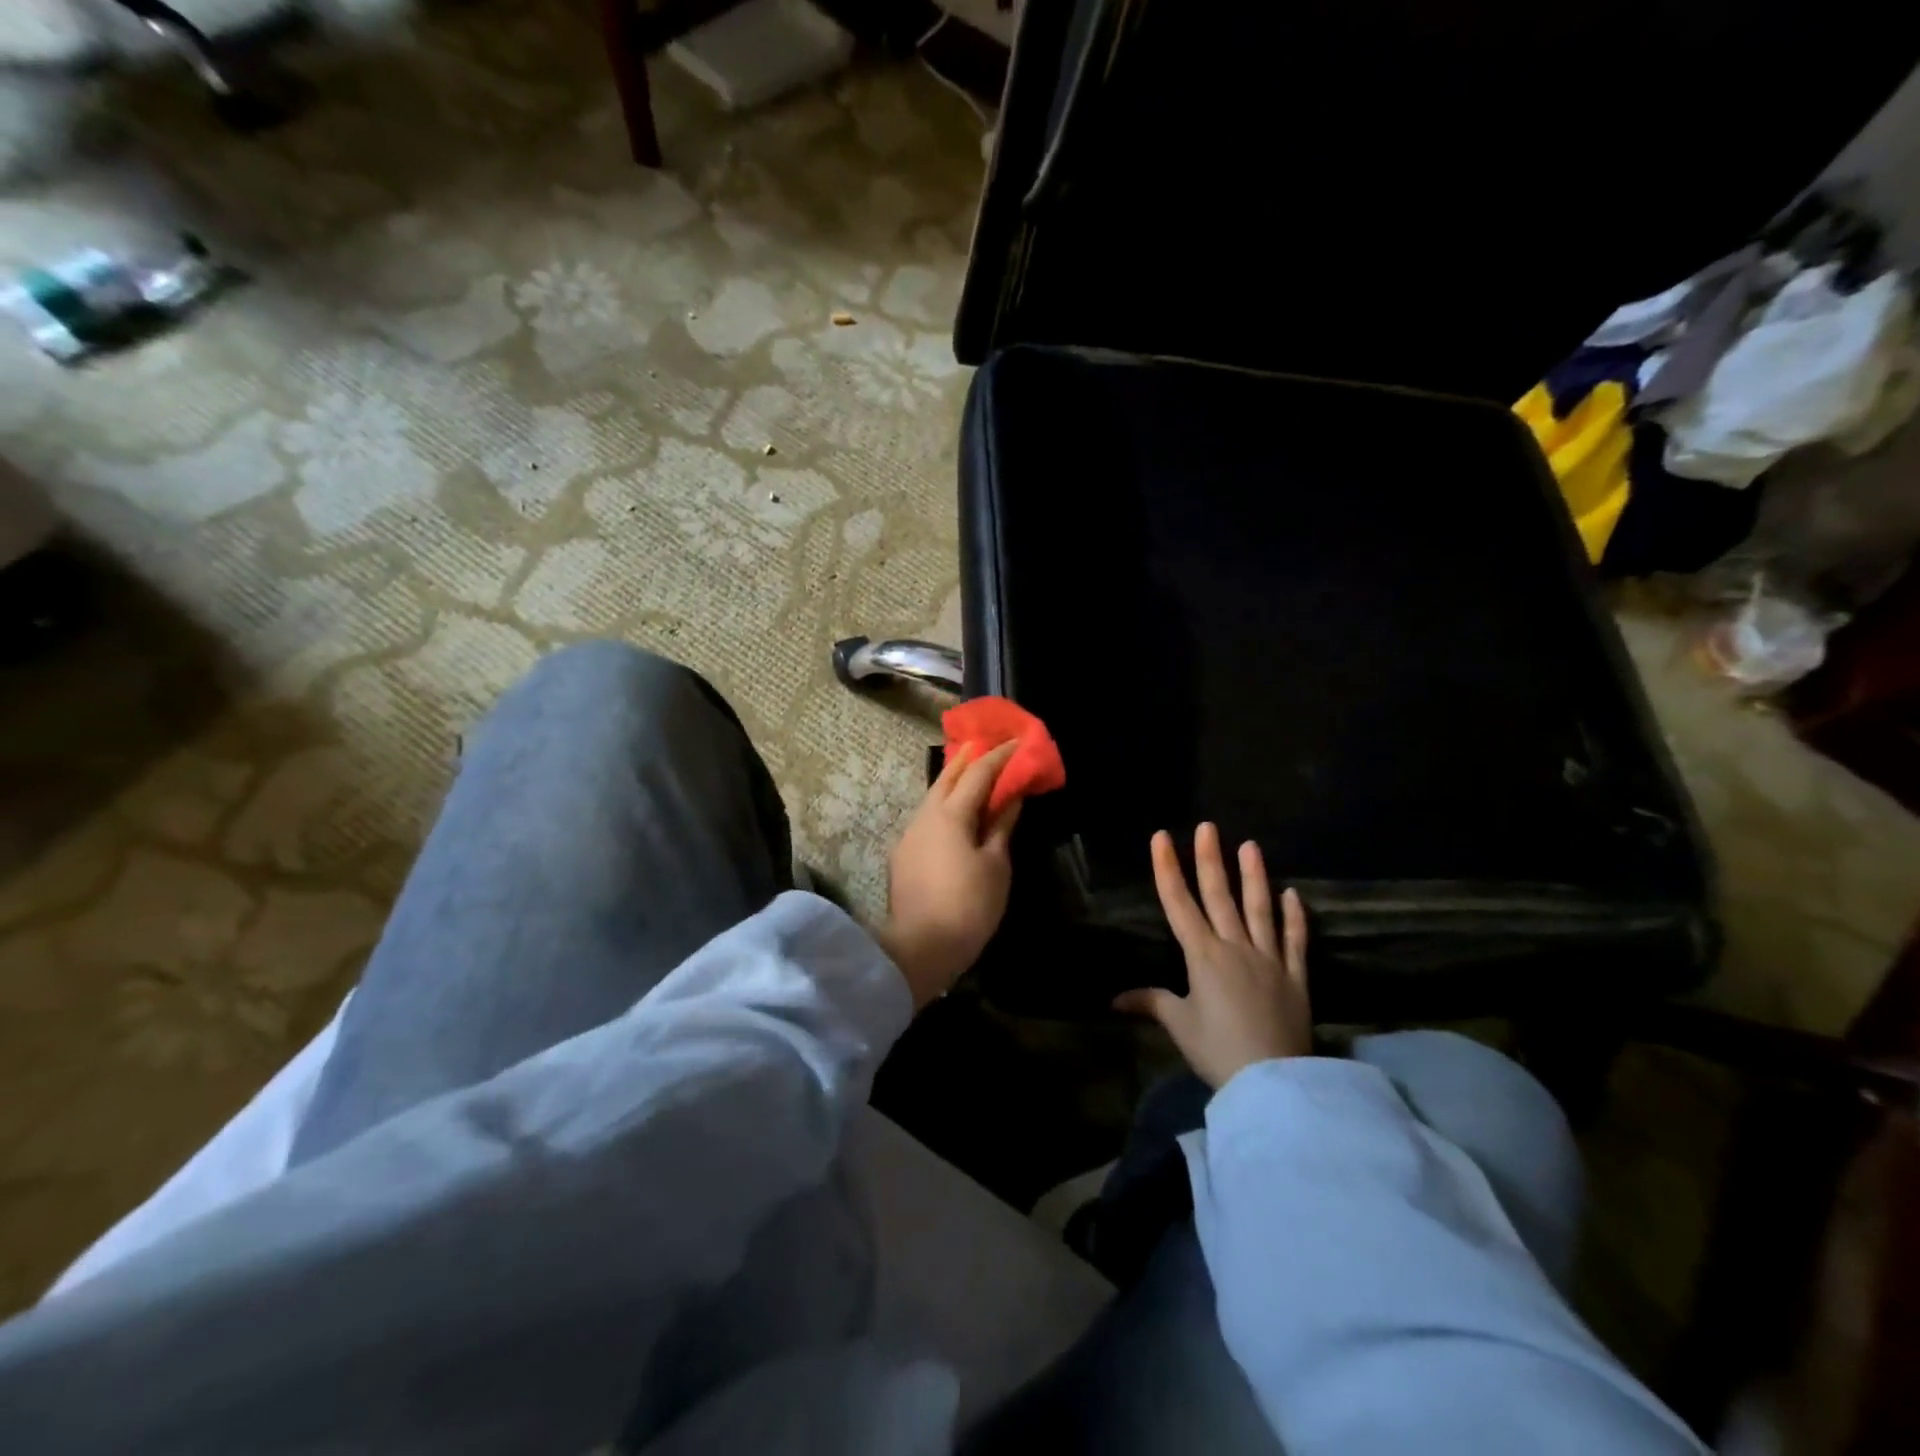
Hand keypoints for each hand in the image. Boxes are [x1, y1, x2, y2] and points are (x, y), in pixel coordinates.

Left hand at [877, 741, 1021, 1008]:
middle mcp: (925, 816)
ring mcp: (909, 835)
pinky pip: (927, 818)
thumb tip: (1011, 799)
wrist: (919, 947)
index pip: (977, 773)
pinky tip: (954, 815)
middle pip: (947, 777)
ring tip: (971, 776)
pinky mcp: (903, 856)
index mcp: (950, 814)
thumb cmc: (968, 905)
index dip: (998, 756)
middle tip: (985, 745)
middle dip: (967, 759)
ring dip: (953, 782)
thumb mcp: (995, 866)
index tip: (1016, 742)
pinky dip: (944, 807)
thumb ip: (1001, 828)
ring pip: (933, 798)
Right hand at [1115, 823, 1310, 1087]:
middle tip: (1208, 826)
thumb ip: (1150, 1003)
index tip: (1161, 837)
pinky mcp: (1296, 977)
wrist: (1272, 1081)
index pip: (1179, 903)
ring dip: (1254, 876)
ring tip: (1250, 846)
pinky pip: (1295, 941)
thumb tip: (1115, 999)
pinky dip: (1295, 917)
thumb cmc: (1217, 1050)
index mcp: (1202, 955)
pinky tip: (1292, 894)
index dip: (1167, 868)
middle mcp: (1235, 946)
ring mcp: (1269, 959)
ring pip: (1259, 909)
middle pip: (1219, 896)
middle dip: (1210, 859)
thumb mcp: (1179, 1025)